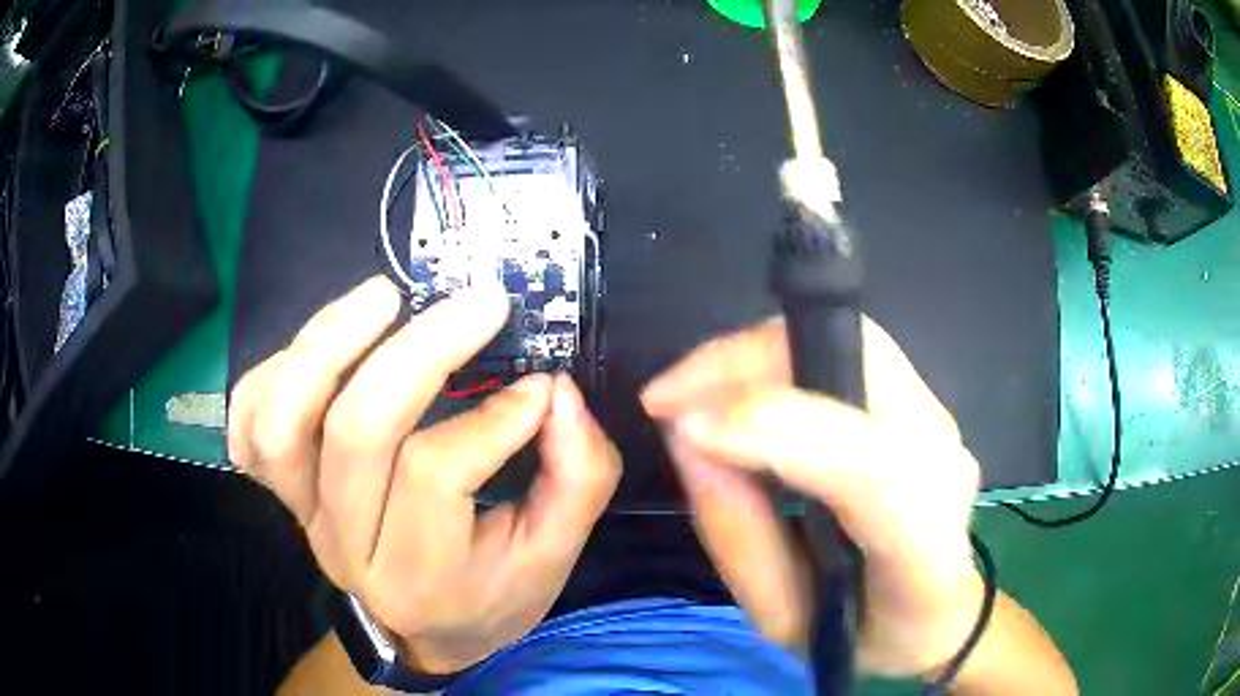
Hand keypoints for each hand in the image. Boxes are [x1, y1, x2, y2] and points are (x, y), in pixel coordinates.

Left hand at [229, 277, 620, 674]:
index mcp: (420, 576)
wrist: (424, 631)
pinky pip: (250, 423)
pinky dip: (273, 371)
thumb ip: (577, 476)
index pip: (436, 473)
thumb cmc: (493, 594)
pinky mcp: (283, 491)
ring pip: (283, 422)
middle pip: (355, 434)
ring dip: (329, 344)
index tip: (540, 385)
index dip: (492, 418)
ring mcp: (302, 515)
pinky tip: (319, 347)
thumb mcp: (556, 555)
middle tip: (476, 303)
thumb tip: (556, 391)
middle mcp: (346, 546)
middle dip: (418, 353)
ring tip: (386, 296)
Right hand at [642, 317, 982, 677]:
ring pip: (846, 338)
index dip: (772, 428)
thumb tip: (687, 438)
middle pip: (854, 359)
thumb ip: (737, 534)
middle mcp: (944, 459)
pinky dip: (781, 360)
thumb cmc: (862, 636)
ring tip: (693, 394)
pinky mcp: (926, 400)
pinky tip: (742, 394)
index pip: (865, 464)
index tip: (680, 424)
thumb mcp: (782, 620)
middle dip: (744, 363)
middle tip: (669, 399)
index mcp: (922, 542)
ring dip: (756, 356)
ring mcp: (941, 419)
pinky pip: (847, 352)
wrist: (938, 615)